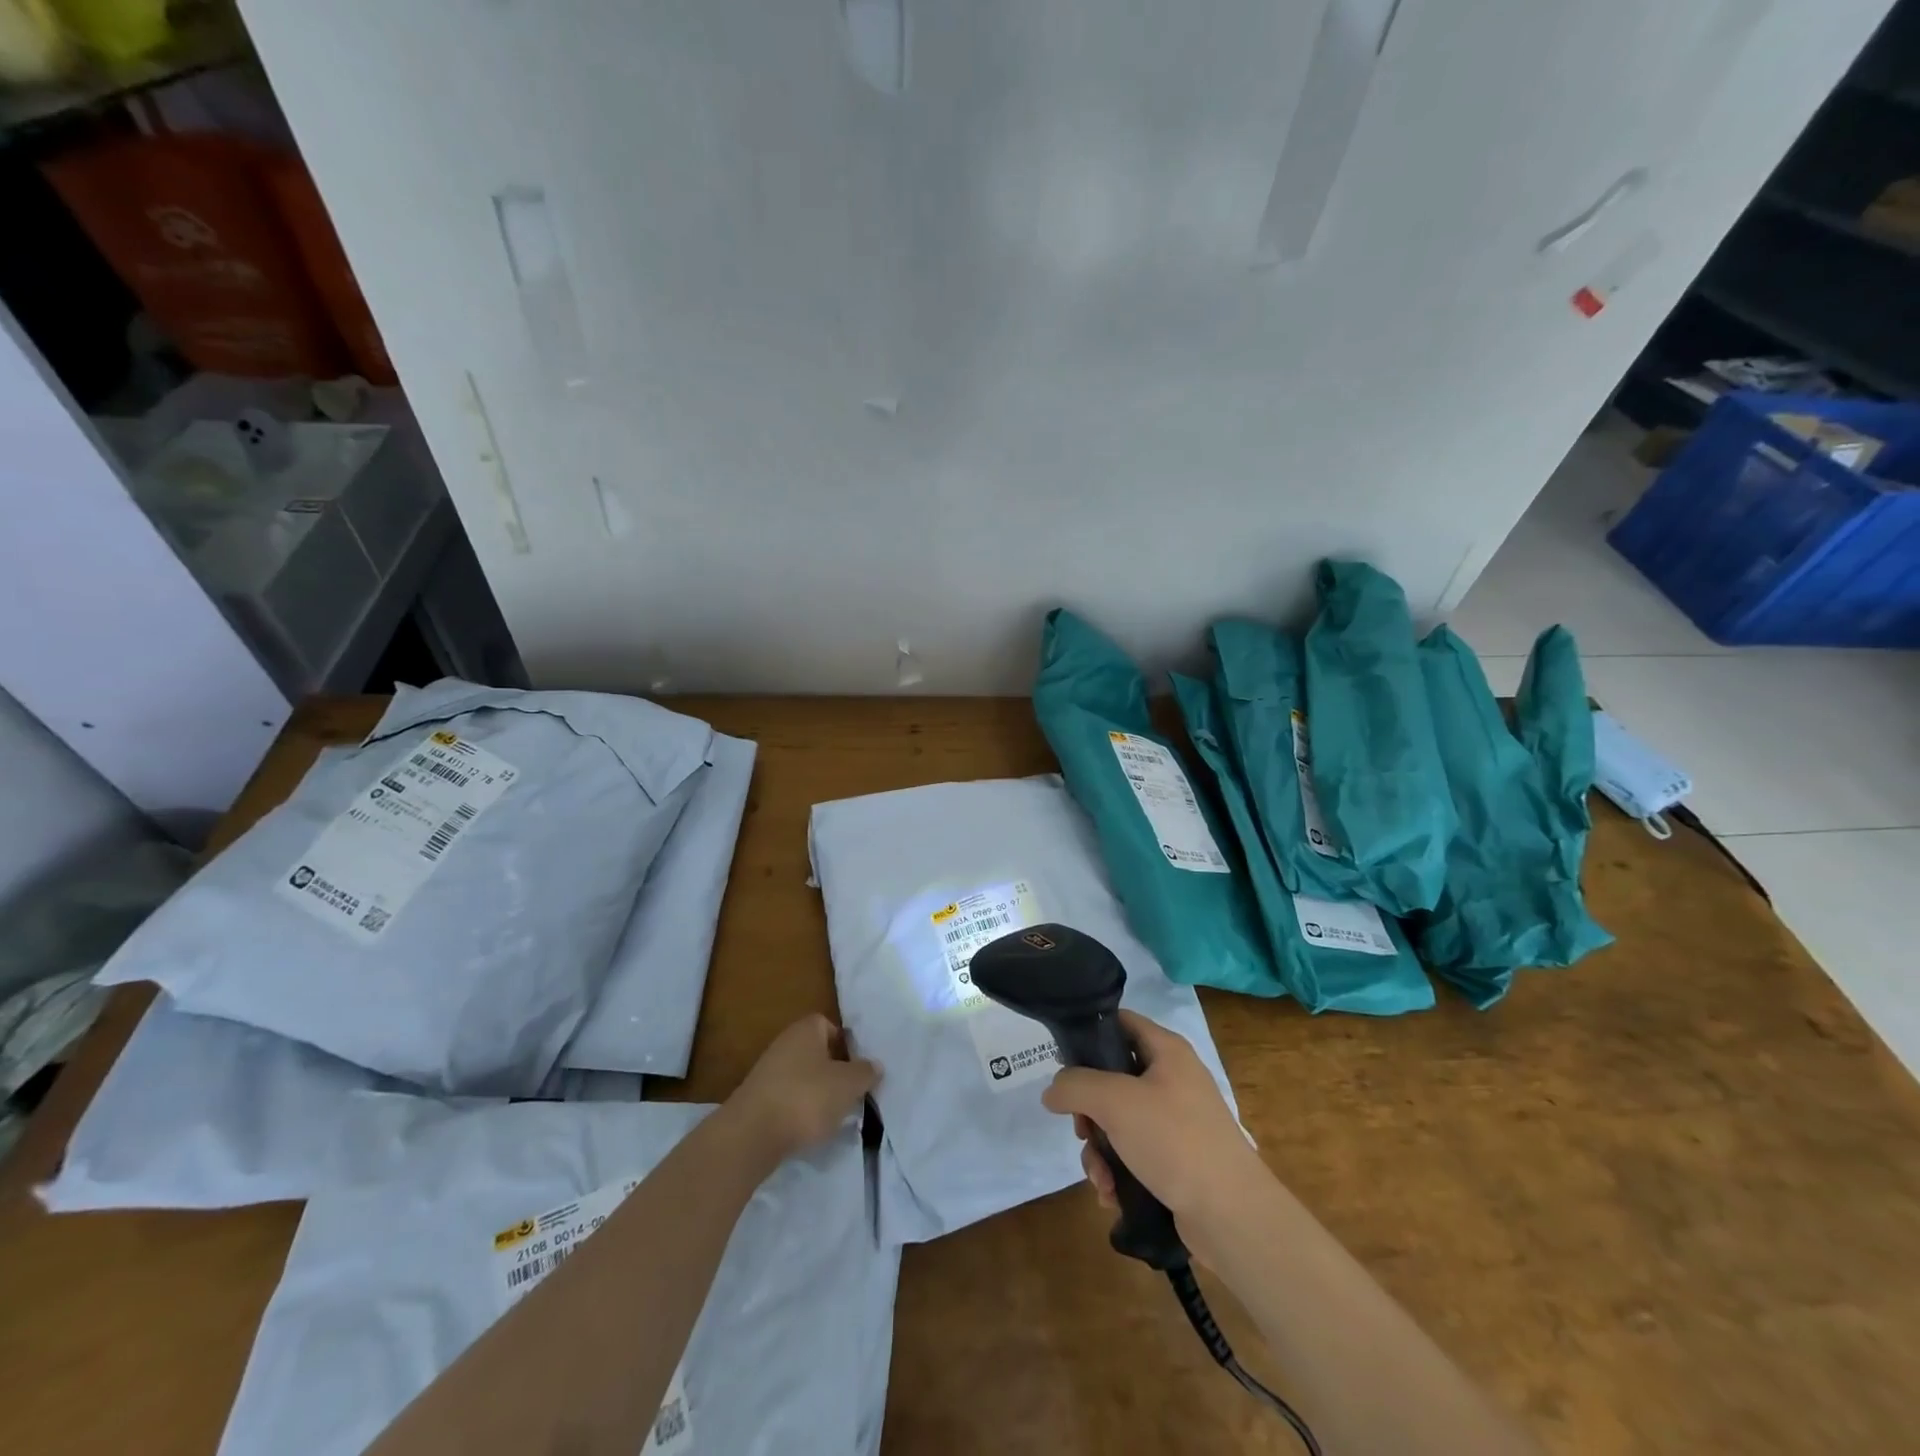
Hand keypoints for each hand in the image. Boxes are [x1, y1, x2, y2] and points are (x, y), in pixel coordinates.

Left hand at [727, 1014, 878, 1162]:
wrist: (751, 1134)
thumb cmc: (806, 1097)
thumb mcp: (848, 1084)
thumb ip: (865, 1072)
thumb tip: (875, 1065)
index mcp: (806, 1029)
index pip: (830, 1026)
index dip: (846, 1045)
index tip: (858, 1068)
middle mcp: (785, 1043)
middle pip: (817, 1052)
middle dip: (834, 1072)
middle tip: (850, 1093)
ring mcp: (768, 1071)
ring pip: (803, 1077)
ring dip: (818, 1093)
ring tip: (833, 1116)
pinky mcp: (758, 1099)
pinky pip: (788, 1098)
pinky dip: (799, 1110)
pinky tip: (808, 1128)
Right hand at [1042, 1010, 1265, 1224]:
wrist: (1232, 1215)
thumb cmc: (1174, 1140)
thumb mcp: (1115, 1101)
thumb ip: (1075, 1086)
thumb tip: (1052, 1091)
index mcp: (1167, 1050)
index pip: (1120, 1022)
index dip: (1089, 1035)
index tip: (1062, 1063)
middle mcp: (1172, 1079)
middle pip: (1112, 1078)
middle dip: (1088, 1110)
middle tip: (1082, 1131)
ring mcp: (1176, 1121)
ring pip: (1118, 1121)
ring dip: (1100, 1150)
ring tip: (1100, 1178)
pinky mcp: (1177, 1159)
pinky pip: (1133, 1154)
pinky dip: (1118, 1172)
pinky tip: (1112, 1195)